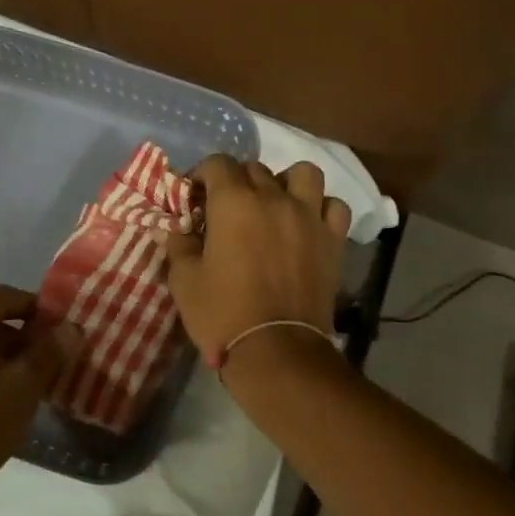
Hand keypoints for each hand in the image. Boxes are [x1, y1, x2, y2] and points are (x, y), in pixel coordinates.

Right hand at [167, 158, 351, 367]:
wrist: (277, 351)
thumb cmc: (223, 314)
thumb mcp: (184, 281)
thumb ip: (180, 246)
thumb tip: (181, 230)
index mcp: (233, 202)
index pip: (217, 164)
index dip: (202, 174)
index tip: (195, 196)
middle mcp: (273, 197)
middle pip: (255, 168)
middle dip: (237, 181)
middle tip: (228, 209)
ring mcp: (308, 216)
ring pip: (303, 174)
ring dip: (286, 182)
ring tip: (275, 204)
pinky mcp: (333, 239)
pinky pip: (334, 206)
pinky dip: (321, 208)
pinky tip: (308, 224)